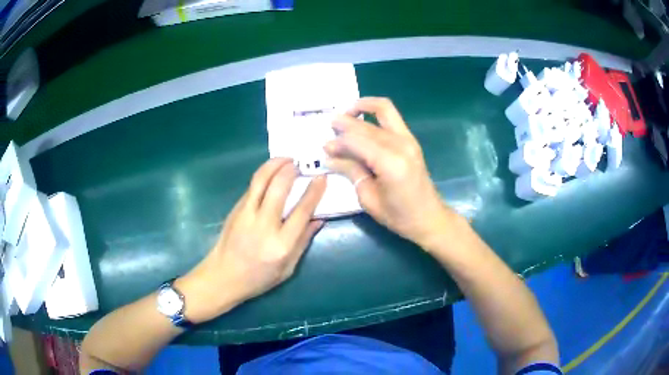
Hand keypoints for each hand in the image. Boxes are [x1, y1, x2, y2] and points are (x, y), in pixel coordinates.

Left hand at [176, 158, 325, 322]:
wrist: (223, 276)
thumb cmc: (258, 278)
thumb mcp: (288, 268)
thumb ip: (303, 242)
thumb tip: (318, 219)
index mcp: (281, 244)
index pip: (301, 211)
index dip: (314, 192)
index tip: (321, 178)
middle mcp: (263, 225)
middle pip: (279, 188)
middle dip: (291, 170)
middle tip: (300, 163)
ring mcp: (246, 215)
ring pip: (261, 180)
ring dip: (274, 164)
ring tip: (286, 159)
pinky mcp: (235, 210)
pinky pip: (252, 187)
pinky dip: (264, 175)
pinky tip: (271, 174)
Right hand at [325, 97, 453, 247]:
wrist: (428, 217)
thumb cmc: (398, 215)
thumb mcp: (368, 198)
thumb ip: (351, 171)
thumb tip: (331, 157)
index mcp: (390, 163)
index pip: (357, 141)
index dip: (338, 142)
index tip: (325, 148)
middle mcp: (401, 145)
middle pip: (367, 124)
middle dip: (345, 123)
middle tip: (330, 127)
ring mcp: (409, 139)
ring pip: (383, 109)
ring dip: (362, 107)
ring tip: (345, 115)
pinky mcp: (411, 139)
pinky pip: (391, 116)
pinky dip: (374, 113)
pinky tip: (361, 121)